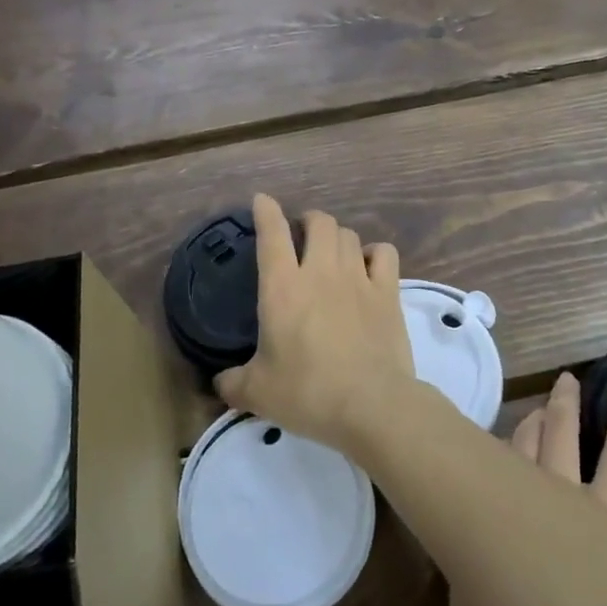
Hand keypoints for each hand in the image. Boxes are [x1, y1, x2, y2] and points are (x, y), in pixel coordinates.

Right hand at [214, 193, 415, 450]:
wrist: (371, 405)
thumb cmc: (307, 394)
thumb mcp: (257, 394)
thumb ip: (233, 383)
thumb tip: (219, 382)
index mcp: (282, 288)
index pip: (272, 234)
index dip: (266, 211)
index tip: (262, 200)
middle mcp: (320, 272)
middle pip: (318, 222)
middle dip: (308, 221)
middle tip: (302, 235)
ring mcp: (358, 278)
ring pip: (348, 234)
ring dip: (337, 236)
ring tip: (332, 251)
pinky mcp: (388, 292)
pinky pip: (384, 253)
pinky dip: (374, 253)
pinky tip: (368, 266)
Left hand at [509, 364, 606, 547]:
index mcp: (603, 517)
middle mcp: (559, 500)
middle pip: (563, 434)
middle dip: (567, 403)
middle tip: (569, 377)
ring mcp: (518, 504)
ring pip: (524, 444)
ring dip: (532, 421)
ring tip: (539, 404)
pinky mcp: (486, 516)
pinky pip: (495, 466)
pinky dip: (503, 450)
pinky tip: (503, 442)